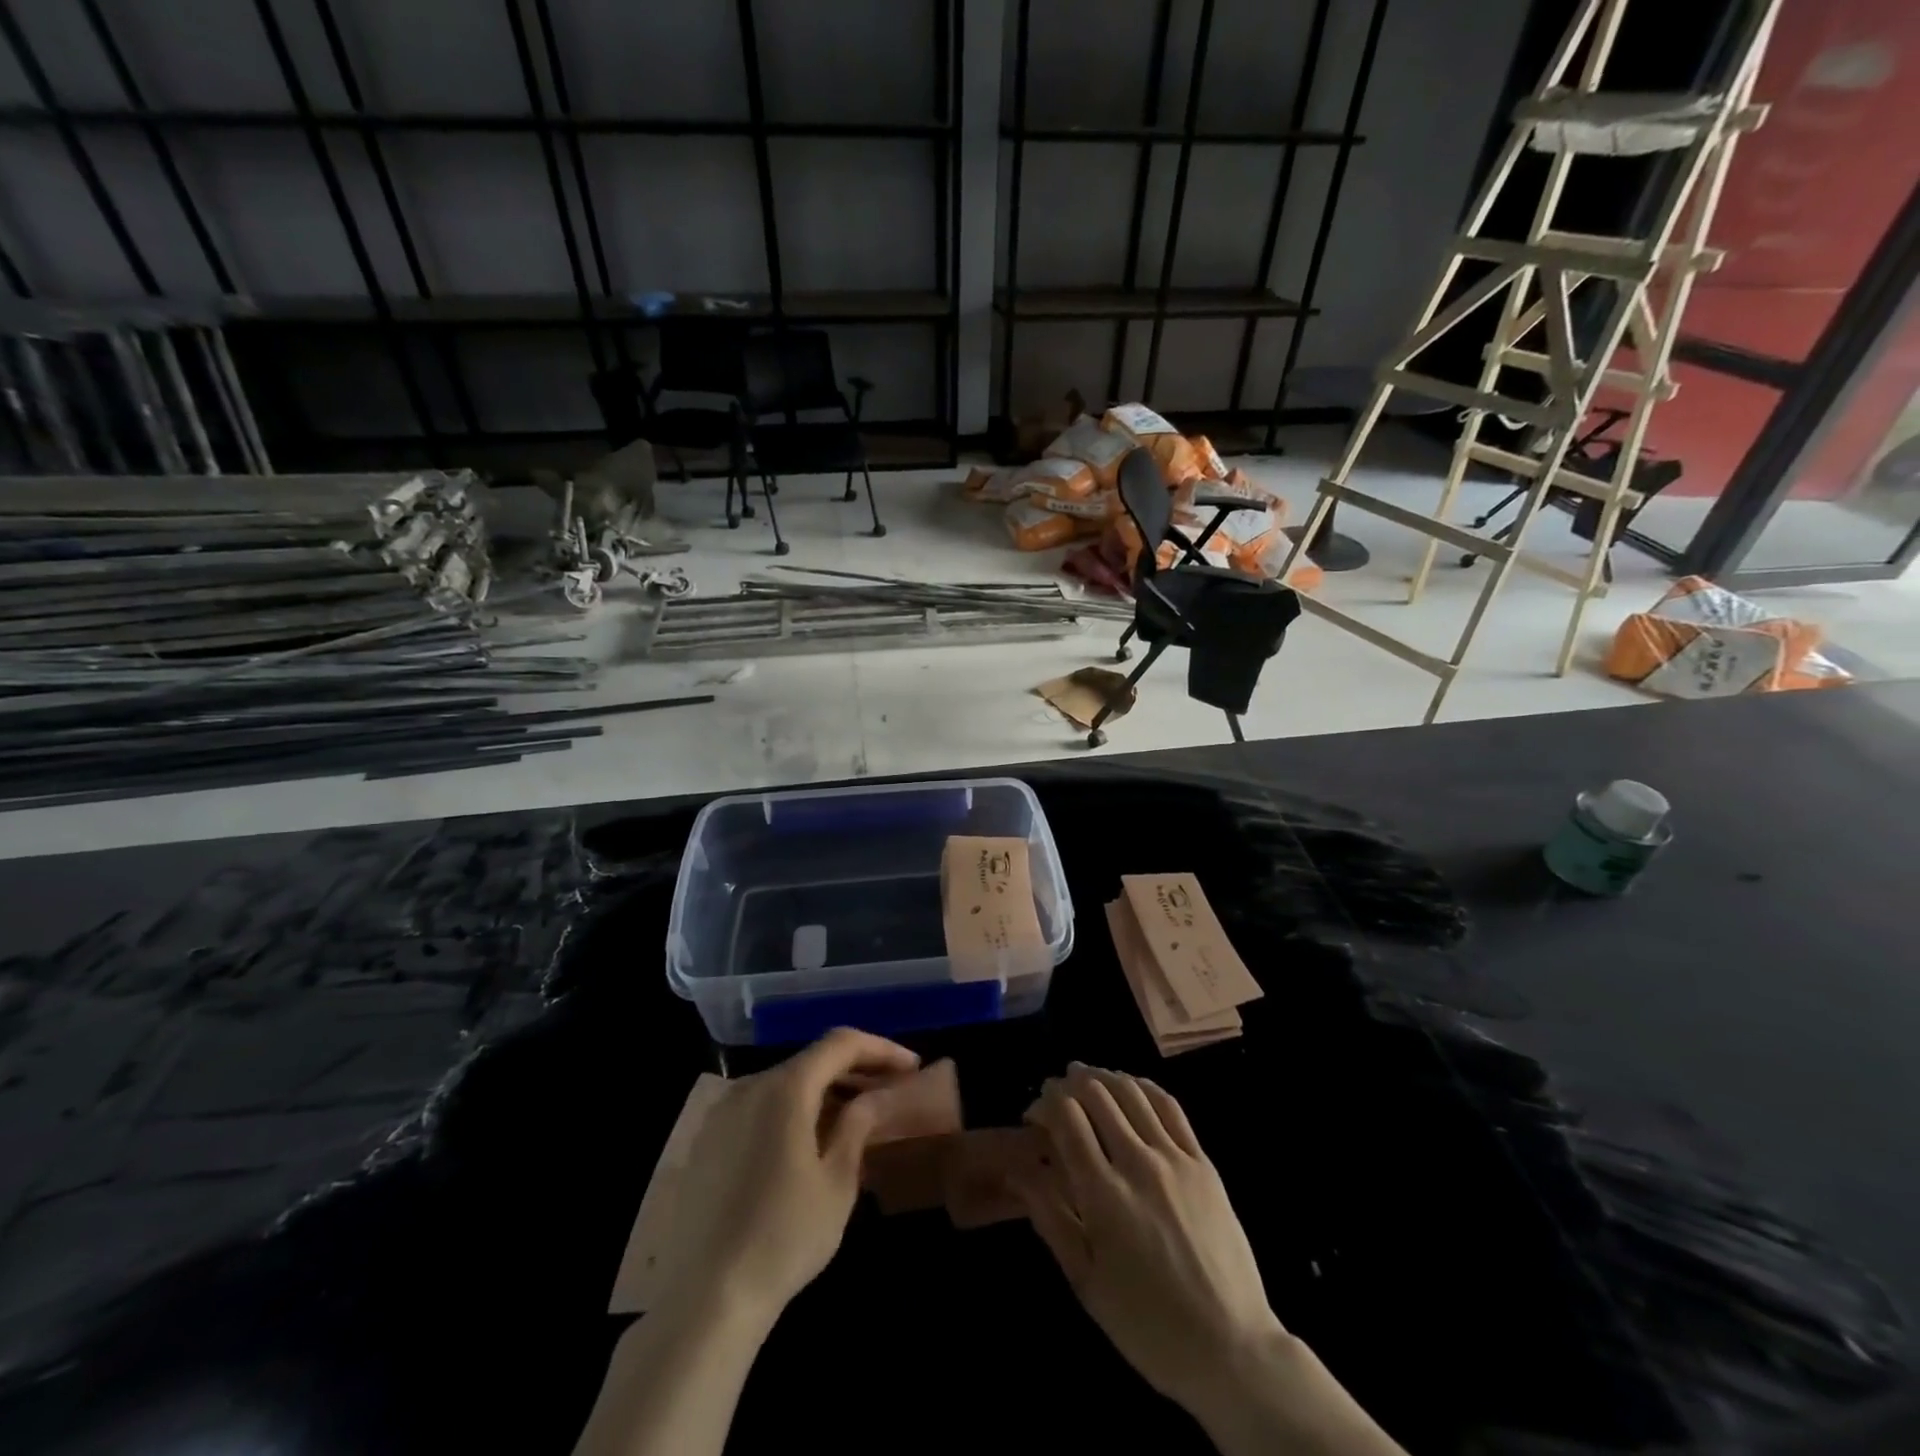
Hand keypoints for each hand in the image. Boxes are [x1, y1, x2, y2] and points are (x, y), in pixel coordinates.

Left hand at [655, 1028, 918, 1328]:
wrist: (706, 1300)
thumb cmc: (785, 1237)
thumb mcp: (837, 1181)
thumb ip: (858, 1125)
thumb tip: (875, 1096)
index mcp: (785, 1088)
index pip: (841, 1044)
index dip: (881, 1049)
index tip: (912, 1067)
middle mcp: (750, 1086)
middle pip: (812, 1060)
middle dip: (855, 1069)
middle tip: (891, 1089)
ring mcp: (722, 1113)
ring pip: (785, 1083)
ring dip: (825, 1090)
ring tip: (857, 1115)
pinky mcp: (707, 1141)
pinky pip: (760, 1107)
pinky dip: (793, 1110)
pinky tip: (811, 1140)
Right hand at [1015, 1064, 1282, 1412]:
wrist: (1231, 1348)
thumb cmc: (1147, 1324)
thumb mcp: (1086, 1282)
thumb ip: (1050, 1218)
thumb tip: (1018, 1171)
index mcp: (1104, 1195)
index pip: (1067, 1118)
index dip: (1045, 1103)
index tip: (1034, 1113)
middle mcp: (1138, 1163)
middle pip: (1097, 1095)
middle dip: (1069, 1084)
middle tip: (1056, 1092)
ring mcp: (1175, 1158)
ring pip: (1132, 1092)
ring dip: (1103, 1077)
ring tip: (1086, 1078)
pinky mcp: (1203, 1162)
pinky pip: (1170, 1106)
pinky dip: (1143, 1086)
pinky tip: (1130, 1087)